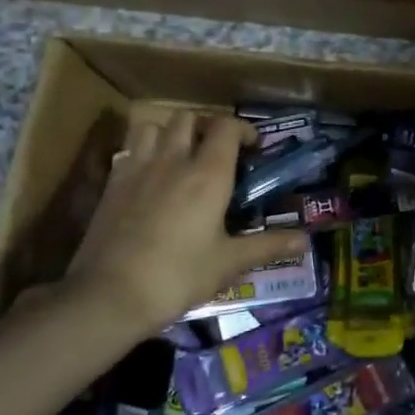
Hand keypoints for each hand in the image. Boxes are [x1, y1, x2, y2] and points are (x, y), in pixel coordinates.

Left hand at [57, 111, 308, 347]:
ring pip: (153, 126)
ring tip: (180, 154)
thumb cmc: (178, 276)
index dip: (242, 129)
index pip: (226, 127)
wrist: (109, 296)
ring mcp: (137, 169)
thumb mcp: (229, 263)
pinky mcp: (111, 184)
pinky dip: (144, 152)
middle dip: (207, 126)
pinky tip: (150, 177)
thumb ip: (268, 245)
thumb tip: (305, 240)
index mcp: (208, 175)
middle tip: (217, 149)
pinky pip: (129, 150)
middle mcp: (173, 161)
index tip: (252, 146)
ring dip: (171, 132)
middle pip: (189, 118)